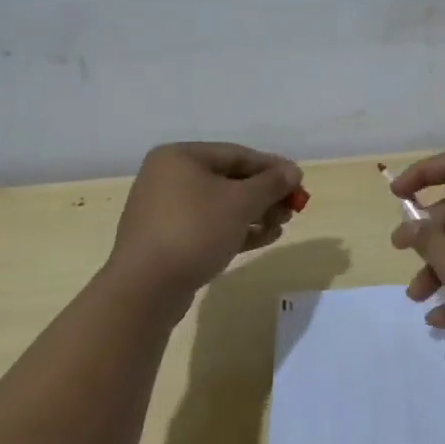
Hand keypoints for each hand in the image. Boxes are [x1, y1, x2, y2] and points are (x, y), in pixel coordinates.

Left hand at [107, 142, 301, 301]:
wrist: (146, 289)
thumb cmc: (195, 230)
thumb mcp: (241, 202)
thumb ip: (271, 183)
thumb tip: (293, 171)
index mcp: (180, 158)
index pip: (237, 154)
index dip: (272, 167)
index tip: (299, 180)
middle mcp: (168, 178)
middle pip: (229, 179)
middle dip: (264, 194)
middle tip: (293, 207)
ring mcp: (165, 211)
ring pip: (220, 205)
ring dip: (255, 214)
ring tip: (282, 225)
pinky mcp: (167, 240)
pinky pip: (208, 226)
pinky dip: (236, 229)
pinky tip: (264, 238)